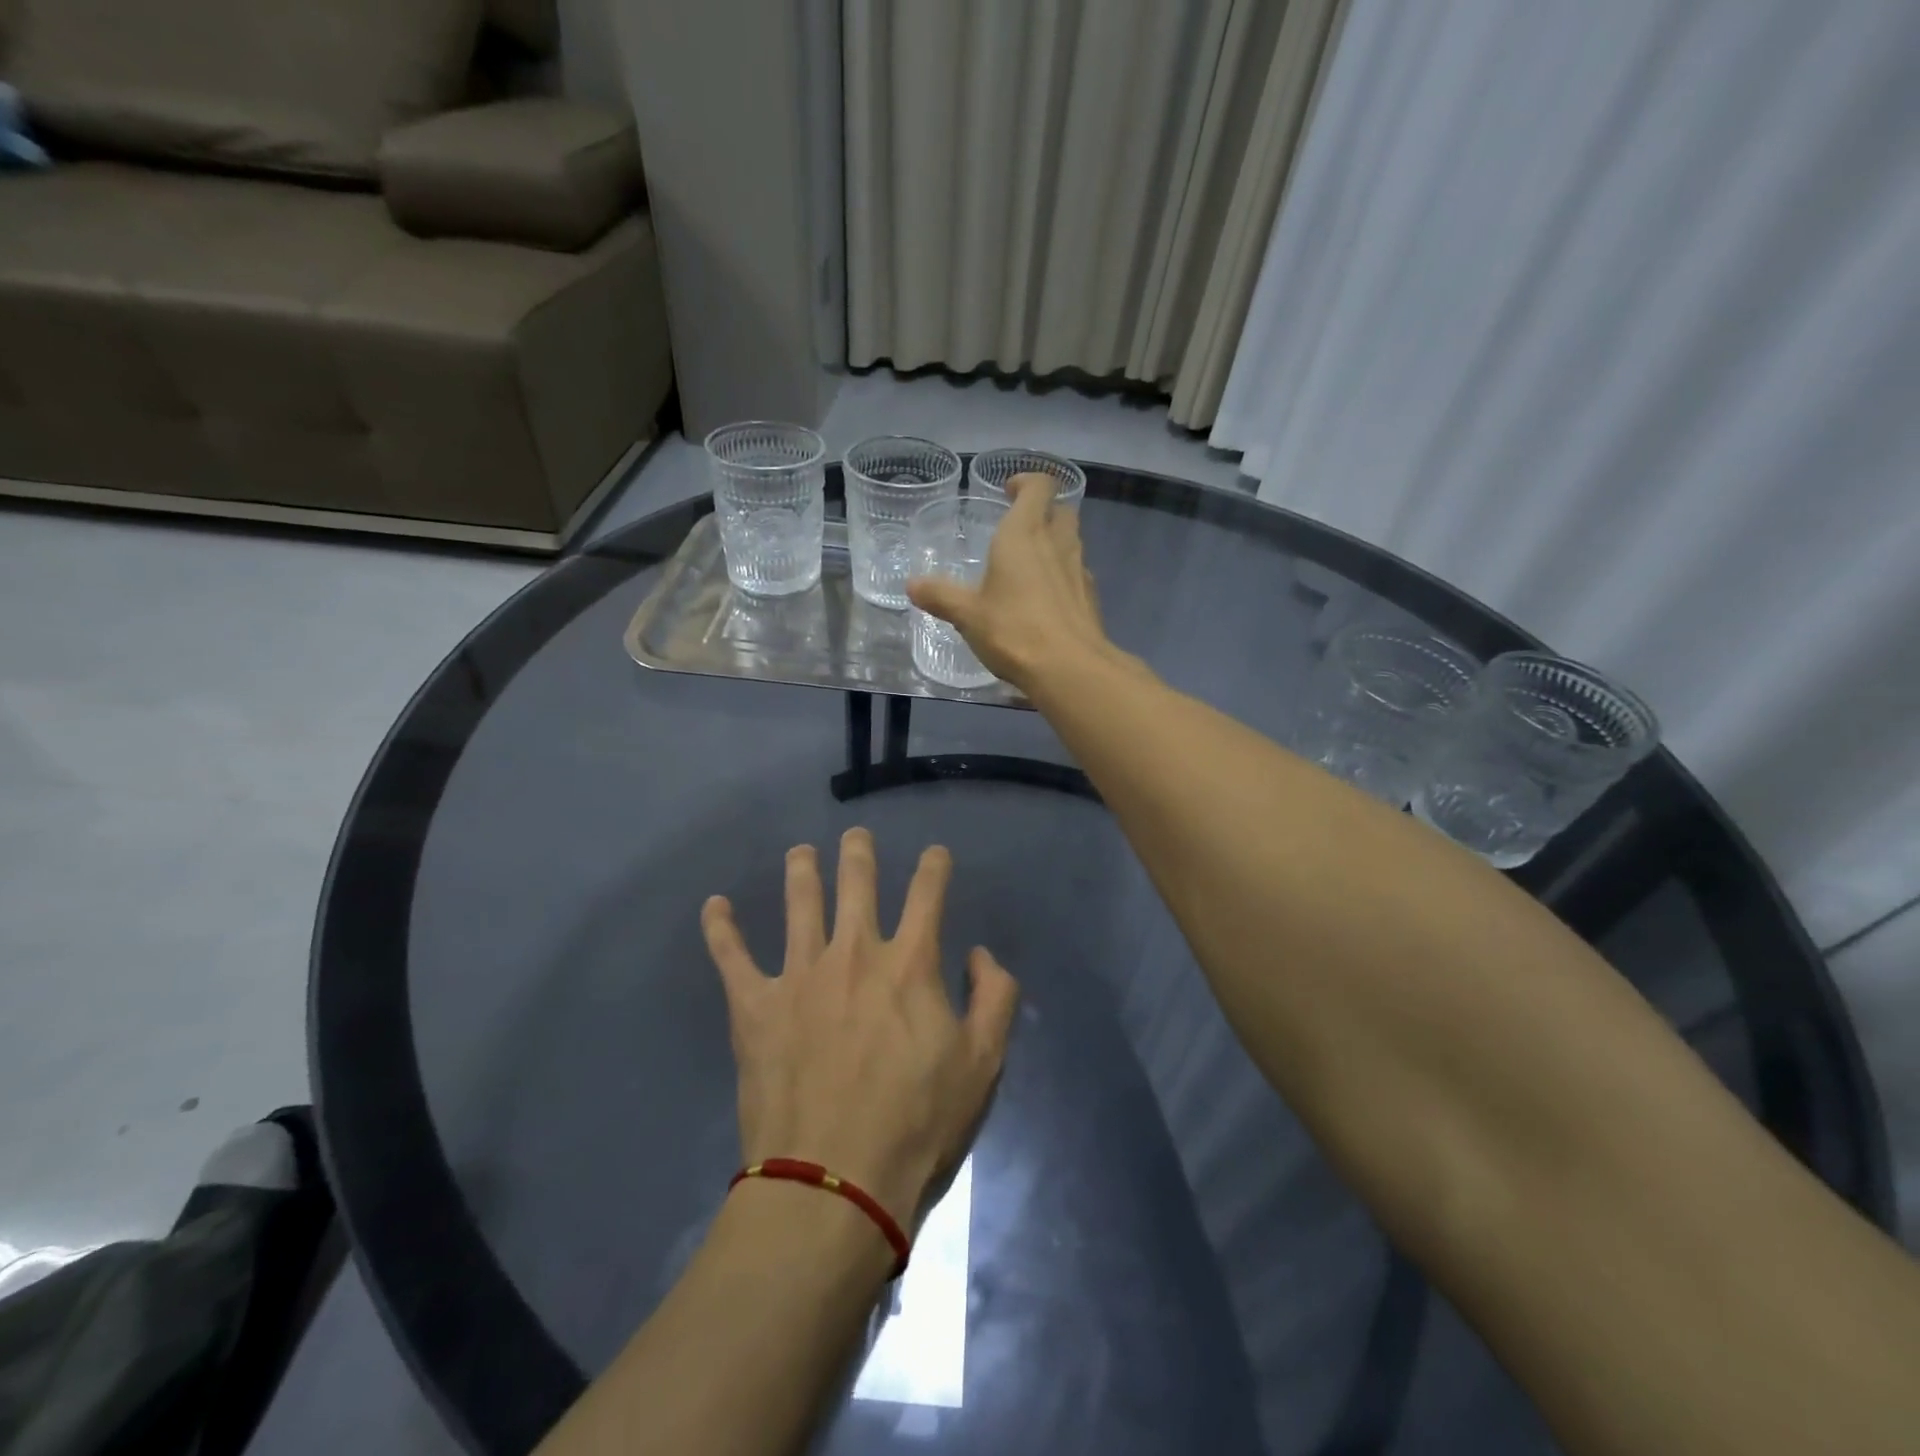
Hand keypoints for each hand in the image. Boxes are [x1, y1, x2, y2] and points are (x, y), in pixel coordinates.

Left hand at [701, 828, 1018, 1229]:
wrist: (835, 1184)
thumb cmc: (917, 1125)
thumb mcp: (983, 1064)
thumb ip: (994, 998)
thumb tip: (980, 954)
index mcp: (909, 964)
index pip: (927, 895)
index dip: (934, 867)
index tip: (935, 853)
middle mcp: (853, 953)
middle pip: (856, 884)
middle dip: (859, 854)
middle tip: (855, 836)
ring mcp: (799, 975)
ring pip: (799, 904)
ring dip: (801, 871)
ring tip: (800, 852)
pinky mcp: (755, 1007)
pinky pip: (731, 956)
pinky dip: (721, 928)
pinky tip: (713, 905)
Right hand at [906, 473, 1114, 692]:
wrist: (1069, 668)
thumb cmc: (1014, 630)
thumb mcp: (967, 614)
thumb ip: (940, 596)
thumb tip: (912, 585)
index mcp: (1024, 534)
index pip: (1039, 486)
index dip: (1026, 482)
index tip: (1009, 491)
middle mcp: (1057, 543)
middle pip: (1061, 510)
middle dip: (1044, 511)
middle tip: (1020, 528)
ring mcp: (1079, 570)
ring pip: (1072, 541)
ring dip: (1055, 543)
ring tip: (1029, 565)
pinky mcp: (1090, 597)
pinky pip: (1076, 573)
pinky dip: (1062, 575)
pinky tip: (1045, 600)